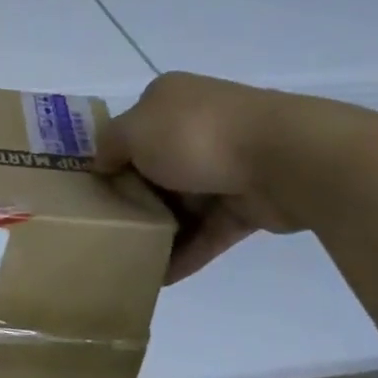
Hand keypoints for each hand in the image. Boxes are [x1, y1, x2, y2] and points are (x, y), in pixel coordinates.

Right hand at [96, 72, 301, 283]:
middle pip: (155, 168)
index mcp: (171, 100)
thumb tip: (103, 164)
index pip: (132, 128)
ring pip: (183, 202)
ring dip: (159, 230)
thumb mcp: (133, 131)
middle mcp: (200, 126)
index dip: (111, 158)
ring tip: (128, 259)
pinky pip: (209, 231)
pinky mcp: (249, 202)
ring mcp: (227, 164)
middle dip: (133, 199)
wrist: (285, 159)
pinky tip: (161, 278)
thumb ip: (109, 146)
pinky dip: (187, 252)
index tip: (91, 190)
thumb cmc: (197, 135)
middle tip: (105, 229)